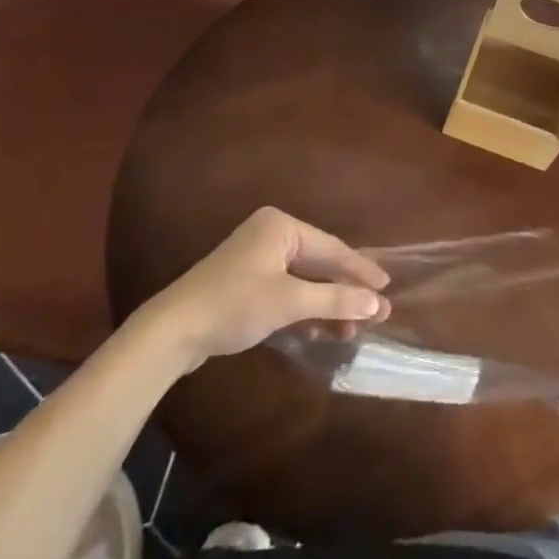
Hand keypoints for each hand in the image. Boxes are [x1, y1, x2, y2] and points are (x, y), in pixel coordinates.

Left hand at [134, 208, 389, 368]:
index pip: (332, 248)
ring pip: (303, 281)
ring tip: (352, 330)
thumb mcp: (289, 302)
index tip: (387, 287)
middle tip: (376, 311)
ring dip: (326, 306)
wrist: (171, 332)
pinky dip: (303, 311)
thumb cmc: (234, 304)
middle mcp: (271, 235)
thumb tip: (377, 303)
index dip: (361, 270)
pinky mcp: (246, 285)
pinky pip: (286, 292)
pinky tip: (319, 331)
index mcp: (281, 226)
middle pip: (319, 264)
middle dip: (345, 291)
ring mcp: (256, 260)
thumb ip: (335, 300)